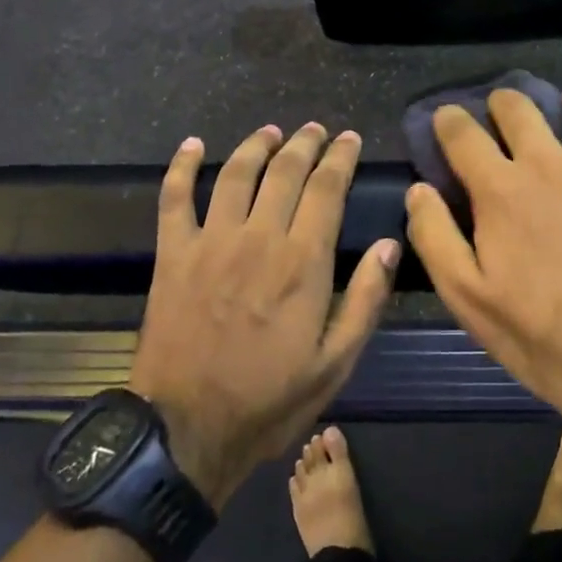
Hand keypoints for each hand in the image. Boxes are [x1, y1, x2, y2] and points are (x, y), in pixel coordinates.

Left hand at [127, 123, 397, 507]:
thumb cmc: (268, 400)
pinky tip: (192, 146)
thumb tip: (388, 244)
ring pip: (236, 173)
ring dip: (256, 146)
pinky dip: (182, 167)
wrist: (184, 431)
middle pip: (285, 171)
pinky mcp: (173, 254)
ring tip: (272, 132)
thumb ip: (365, 300)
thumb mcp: (335, 363)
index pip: (326, 189)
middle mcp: (258, 237)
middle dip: (305, 144)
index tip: (349, 138)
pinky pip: (174, 198)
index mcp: (302, 262)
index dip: (340, 157)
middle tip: (316, 130)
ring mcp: (211, 242)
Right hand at [404, 89, 561, 453]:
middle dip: (504, 102)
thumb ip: (434, 237)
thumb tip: (419, 189)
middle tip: (505, 110)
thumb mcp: (467, 297)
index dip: (450, 120)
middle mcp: (550, 162)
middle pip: (520, 107)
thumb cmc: (540, 333)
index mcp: (501, 189)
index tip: (448, 117)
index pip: (463, 135)